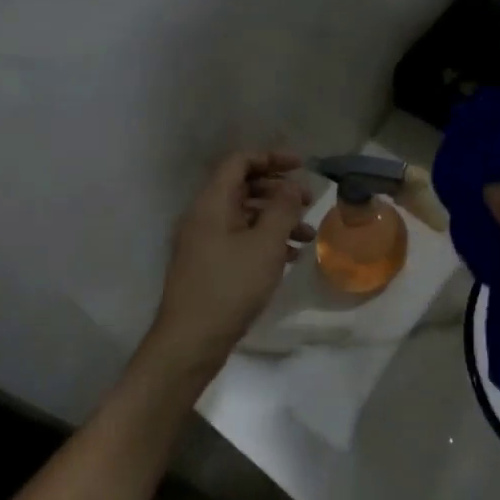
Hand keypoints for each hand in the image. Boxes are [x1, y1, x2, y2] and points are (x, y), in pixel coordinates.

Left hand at [149, 151, 311, 375]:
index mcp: (212, 203)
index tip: (301, 166)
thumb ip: (281, 209)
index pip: (239, 162)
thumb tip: (291, 186)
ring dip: (277, 219)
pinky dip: (265, 241)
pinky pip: (240, 239)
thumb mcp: (265, 245)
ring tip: (308, 236)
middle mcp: (204, 216)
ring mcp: (204, 242)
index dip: (271, 158)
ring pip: (245, 216)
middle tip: (308, 202)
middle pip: (243, 187)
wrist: (191, 341)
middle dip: (278, 191)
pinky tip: (290, 257)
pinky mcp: (209, 265)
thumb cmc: (230, 286)